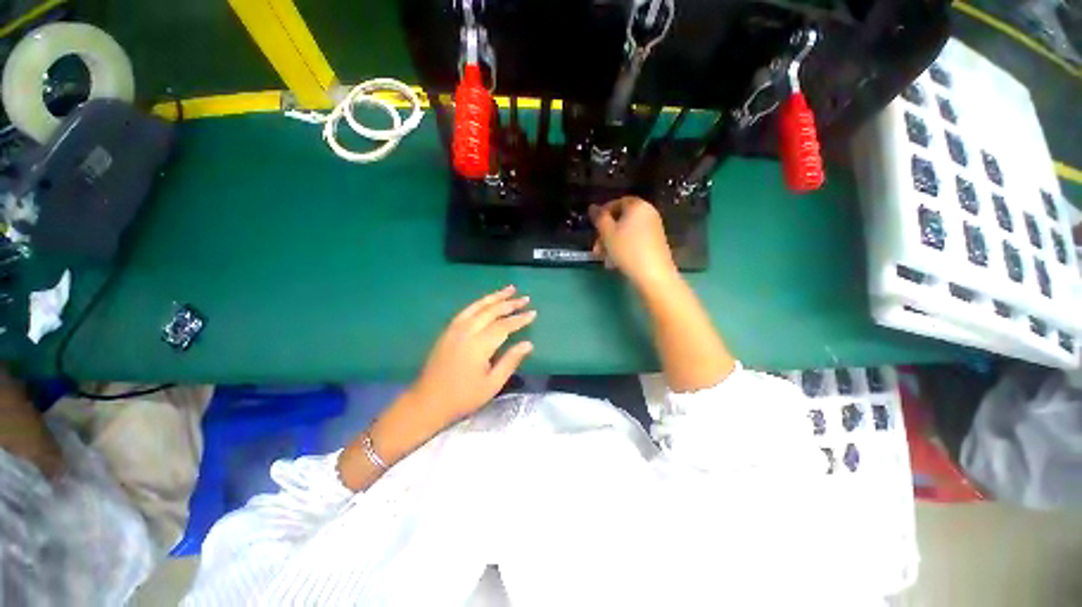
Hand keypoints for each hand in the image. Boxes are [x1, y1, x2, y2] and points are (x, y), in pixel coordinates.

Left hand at [409, 285, 535, 422]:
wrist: (428, 401)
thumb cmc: (463, 397)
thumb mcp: (492, 384)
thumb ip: (510, 361)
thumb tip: (528, 344)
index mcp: (479, 346)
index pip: (504, 326)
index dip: (519, 319)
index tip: (533, 313)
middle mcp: (466, 332)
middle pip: (491, 311)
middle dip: (509, 303)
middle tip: (525, 298)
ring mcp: (455, 329)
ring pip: (478, 307)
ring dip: (495, 297)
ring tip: (509, 289)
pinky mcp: (448, 331)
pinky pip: (466, 311)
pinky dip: (479, 303)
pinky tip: (487, 301)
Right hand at [590, 197, 677, 288]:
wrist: (653, 274)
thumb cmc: (627, 250)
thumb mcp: (607, 234)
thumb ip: (599, 218)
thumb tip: (593, 207)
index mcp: (637, 205)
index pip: (617, 202)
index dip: (603, 213)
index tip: (594, 227)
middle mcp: (648, 213)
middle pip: (621, 219)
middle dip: (606, 233)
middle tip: (596, 248)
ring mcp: (654, 228)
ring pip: (627, 232)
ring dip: (612, 243)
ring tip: (604, 258)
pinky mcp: (656, 243)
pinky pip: (635, 240)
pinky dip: (624, 248)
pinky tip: (615, 262)